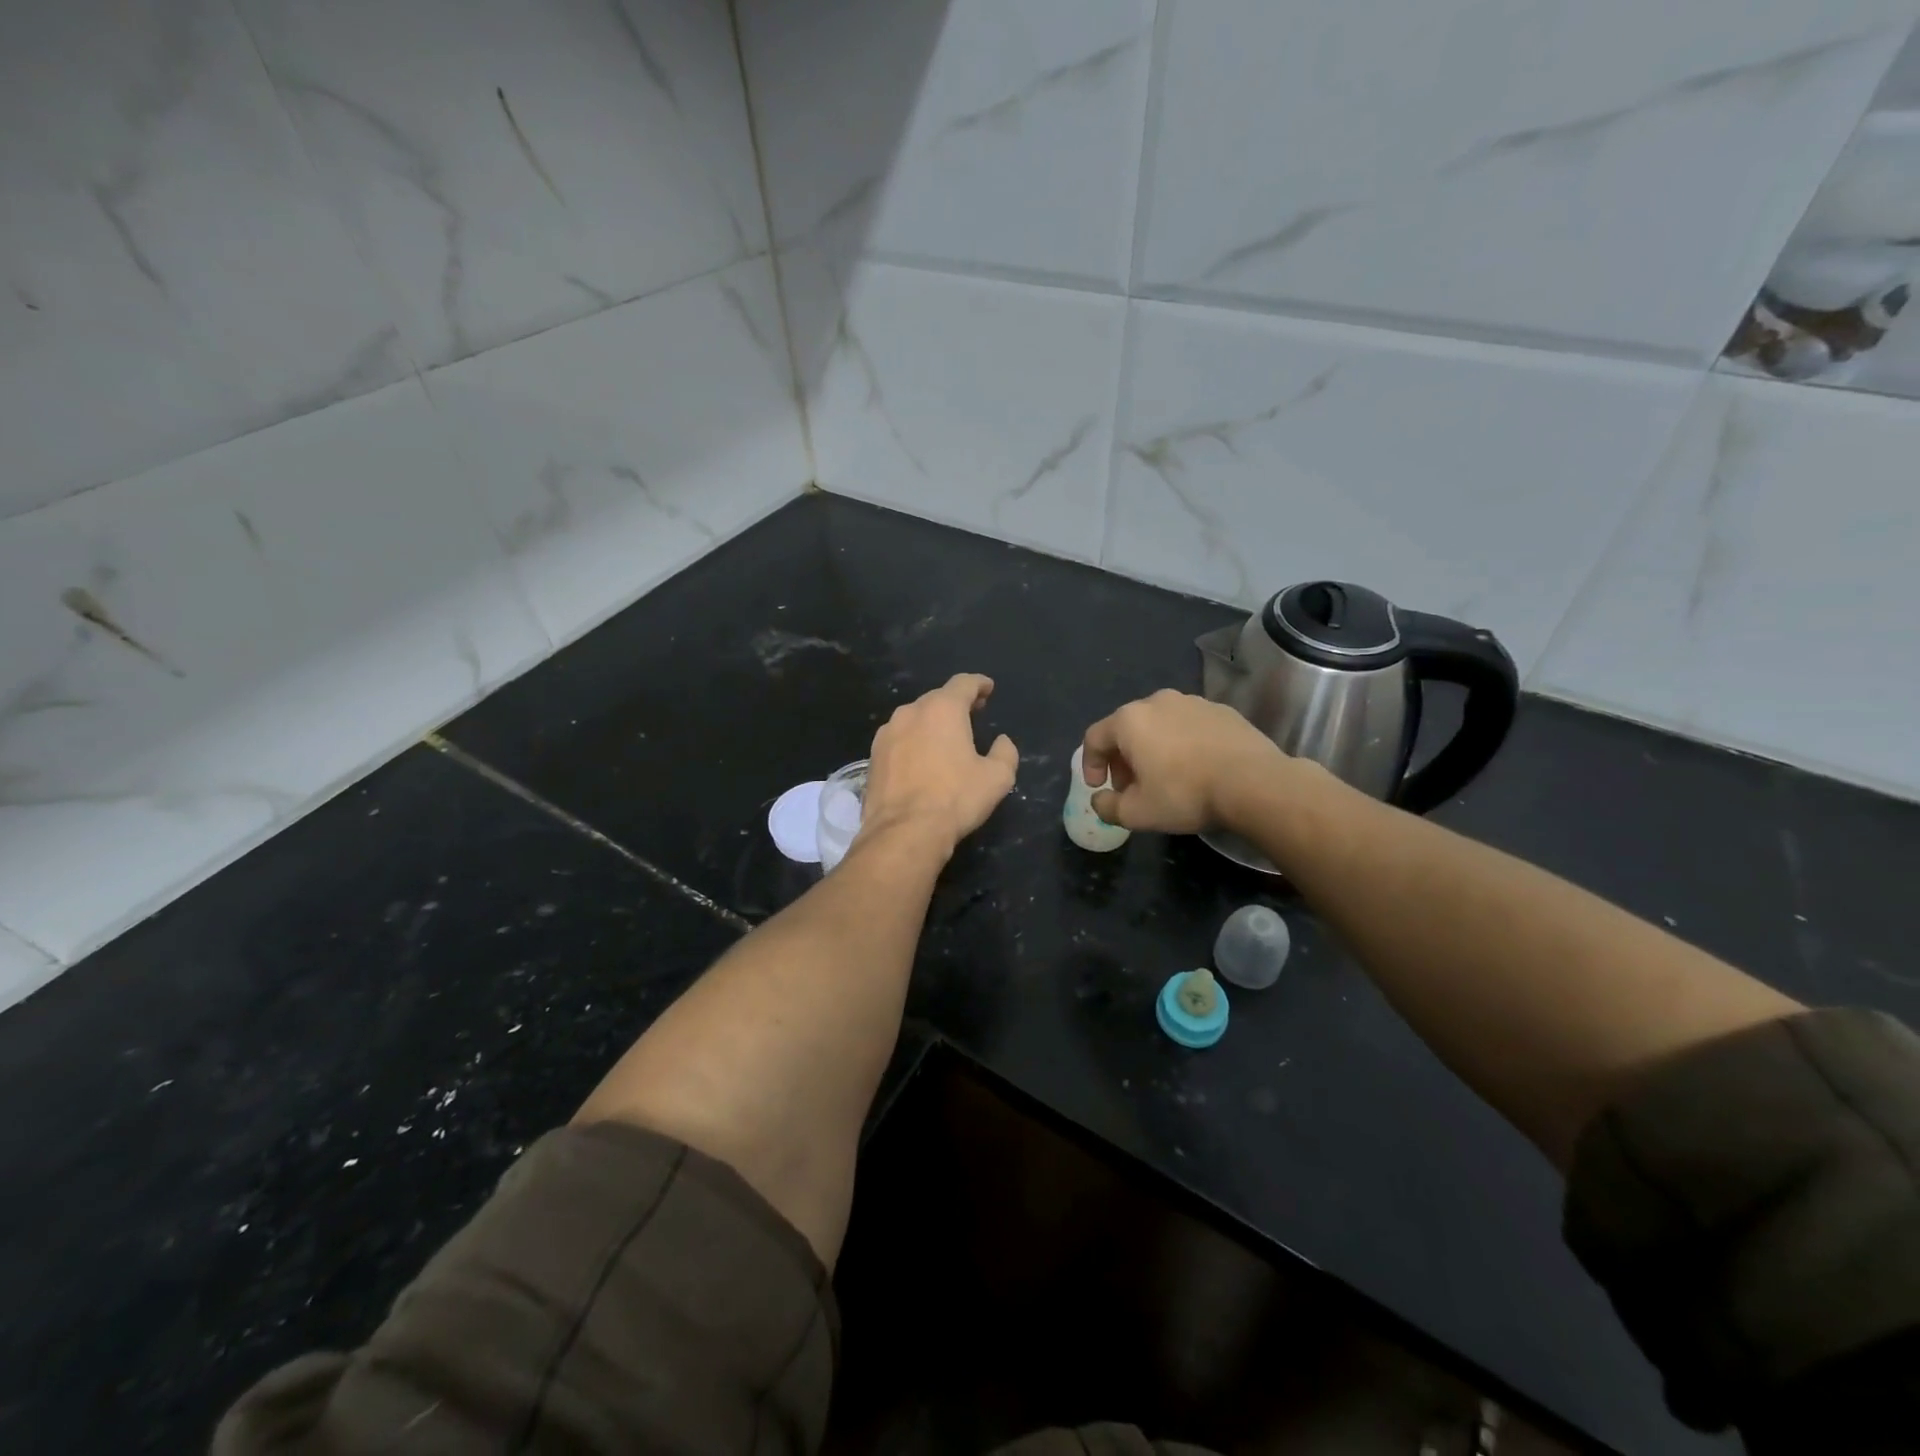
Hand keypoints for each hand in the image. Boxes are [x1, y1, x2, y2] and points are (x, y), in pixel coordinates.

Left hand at [859, 674, 1018, 856]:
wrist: (904, 832)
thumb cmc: (955, 799)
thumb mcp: (997, 778)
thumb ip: (1005, 753)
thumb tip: (1001, 741)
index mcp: (942, 709)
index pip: (963, 683)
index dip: (979, 684)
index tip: (988, 688)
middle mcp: (910, 712)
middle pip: (936, 699)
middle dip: (956, 703)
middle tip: (972, 713)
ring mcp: (886, 734)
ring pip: (914, 718)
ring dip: (931, 723)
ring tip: (946, 739)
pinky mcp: (872, 757)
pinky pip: (899, 739)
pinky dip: (913, 742)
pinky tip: (921, 759)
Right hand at [1081, 689, 1285, 833]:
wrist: (1254, 783)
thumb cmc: (1185, 794)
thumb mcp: (1137, 813)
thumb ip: (1107, 807)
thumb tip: (1100, 800)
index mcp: (1130, 720)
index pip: (1094, 738)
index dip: (1090, 765)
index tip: (1099, 788)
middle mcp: (1157, 701)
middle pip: (1127, 729)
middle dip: (1122, 759)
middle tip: (1131, 788)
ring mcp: (1193, 702)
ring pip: (1159, 725)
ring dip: (1153, 750)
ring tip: (1164, 778)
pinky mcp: (1221, 710)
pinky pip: (1189, 726)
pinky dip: (1182, 744)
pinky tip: (1196, 769)